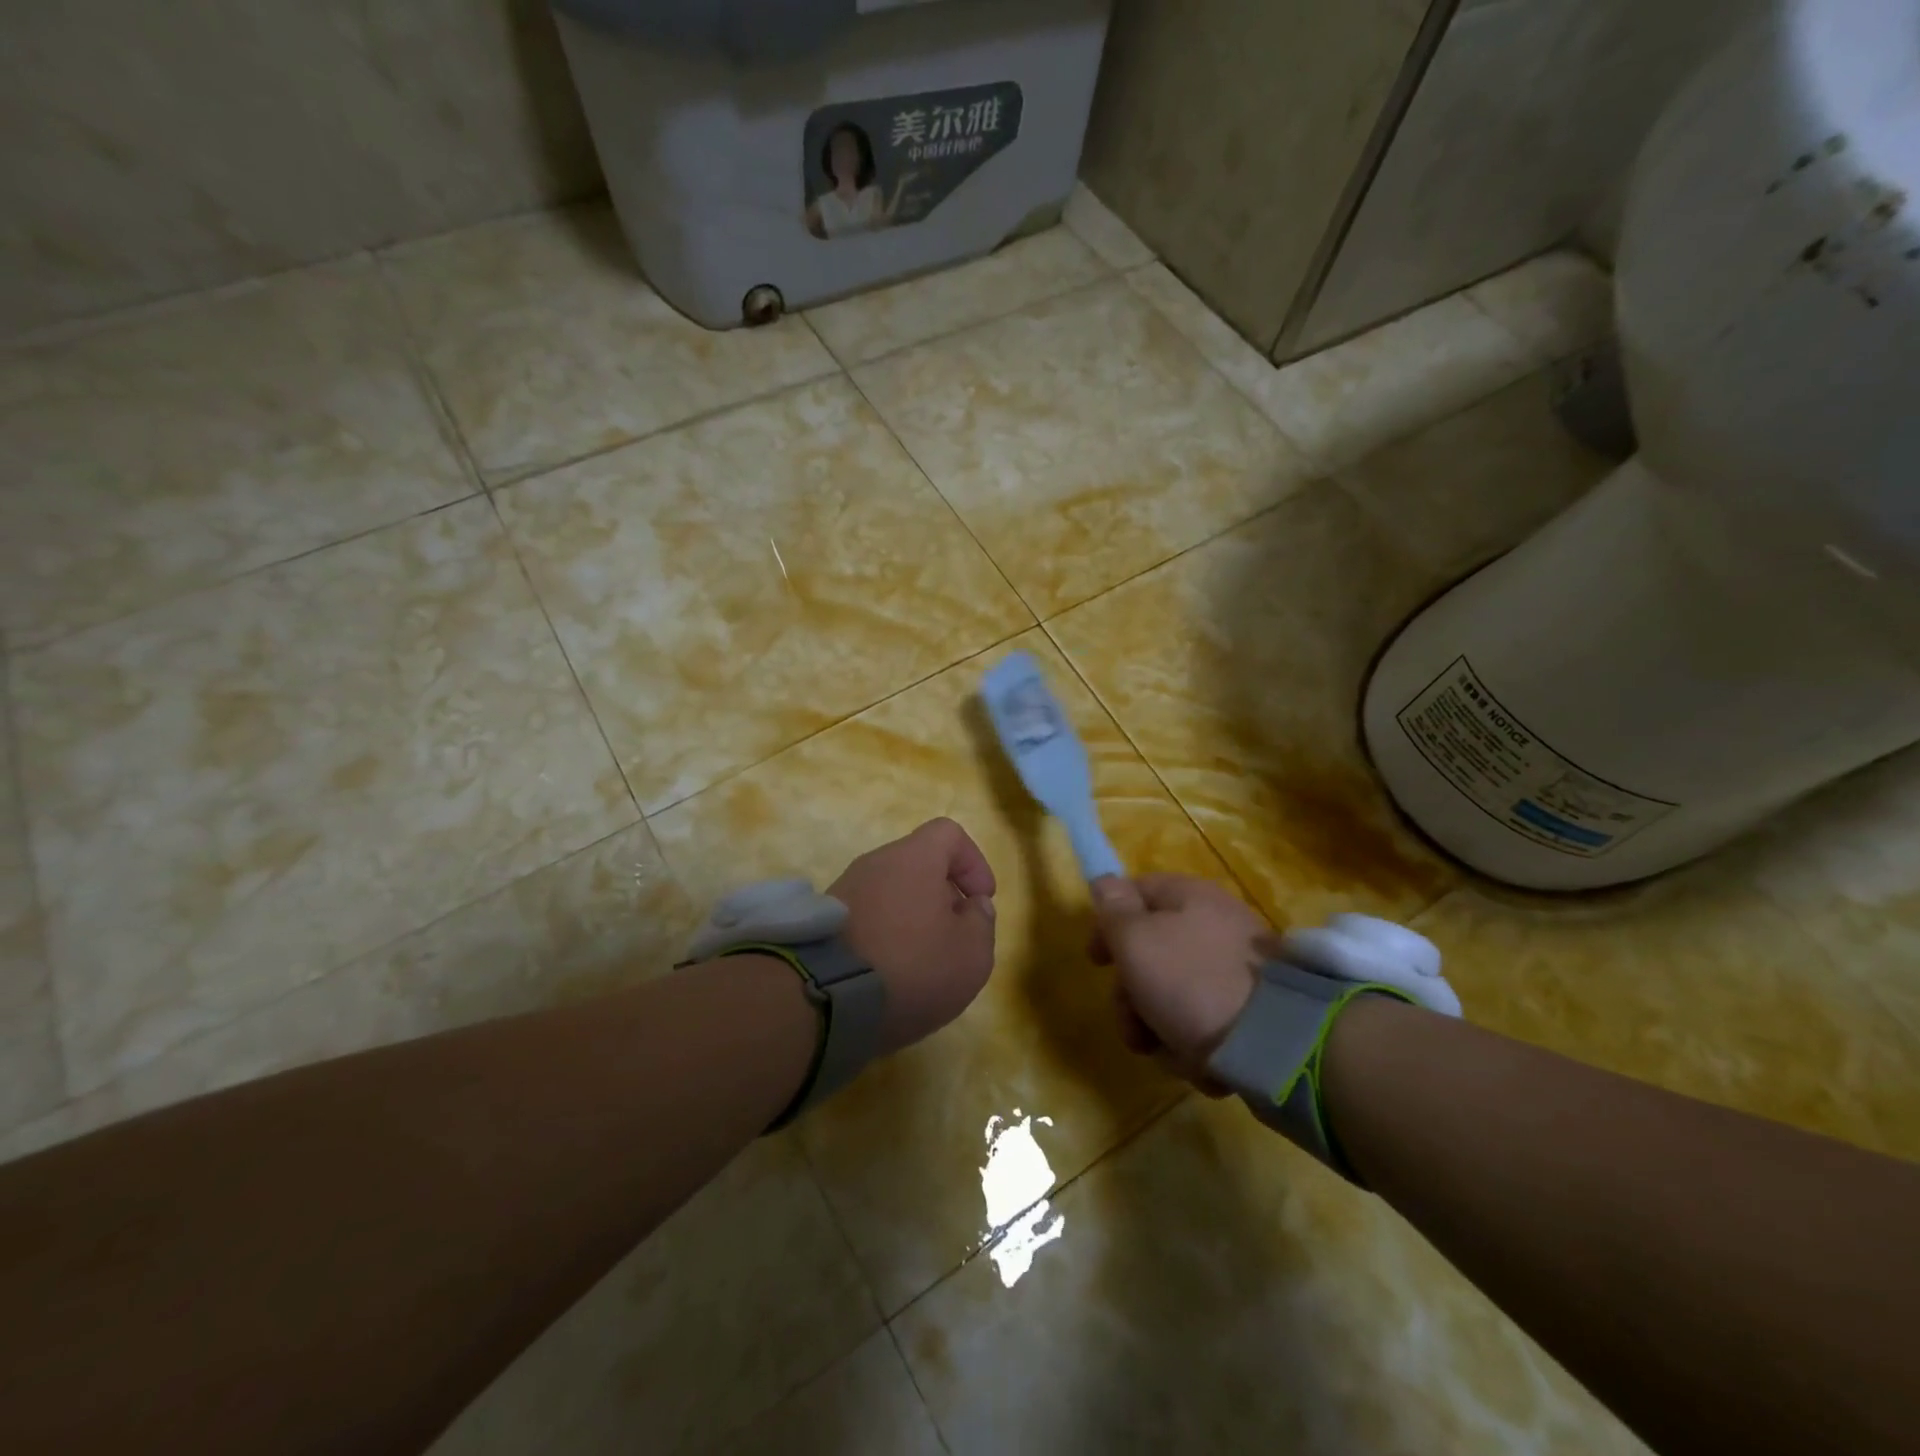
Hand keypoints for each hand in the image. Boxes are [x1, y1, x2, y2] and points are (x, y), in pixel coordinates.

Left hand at [829, 818, 997, 1054]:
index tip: (982, 900)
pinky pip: (868, 916)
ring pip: (892, 892)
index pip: (949, 833)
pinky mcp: (824, 922)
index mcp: (914, 858)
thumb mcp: (971, 954)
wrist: (824, 1000)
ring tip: (923, 962)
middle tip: (955, 937)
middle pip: (919, 864)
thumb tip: (973, 906)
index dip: (973, 862)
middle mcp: (875, 863)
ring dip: (914, 918)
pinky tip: (891, 973)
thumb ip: (982, 922)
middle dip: (943, 896)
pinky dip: (886, 935)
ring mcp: (844, 891)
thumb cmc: (911, 967)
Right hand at [1090, 875, 1267, 1090]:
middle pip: (1152, 952)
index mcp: (1190, 898)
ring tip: (1166, 1051)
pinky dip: (1196, 1043)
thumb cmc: (1192, 982)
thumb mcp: (1137, 941)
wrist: (1276, 1044)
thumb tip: (1105, 880)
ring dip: (1159, 1026)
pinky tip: (1202, 1061)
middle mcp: (1216, 926)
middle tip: (1131, 1023)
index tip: (1096, 962)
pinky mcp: (1255, 1012)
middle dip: (1132, 995)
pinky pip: (1206, 1021)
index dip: (1108, 923)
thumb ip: (1114, 910)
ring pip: (1175, 993)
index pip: (1136, 893)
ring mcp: (1239, 971)